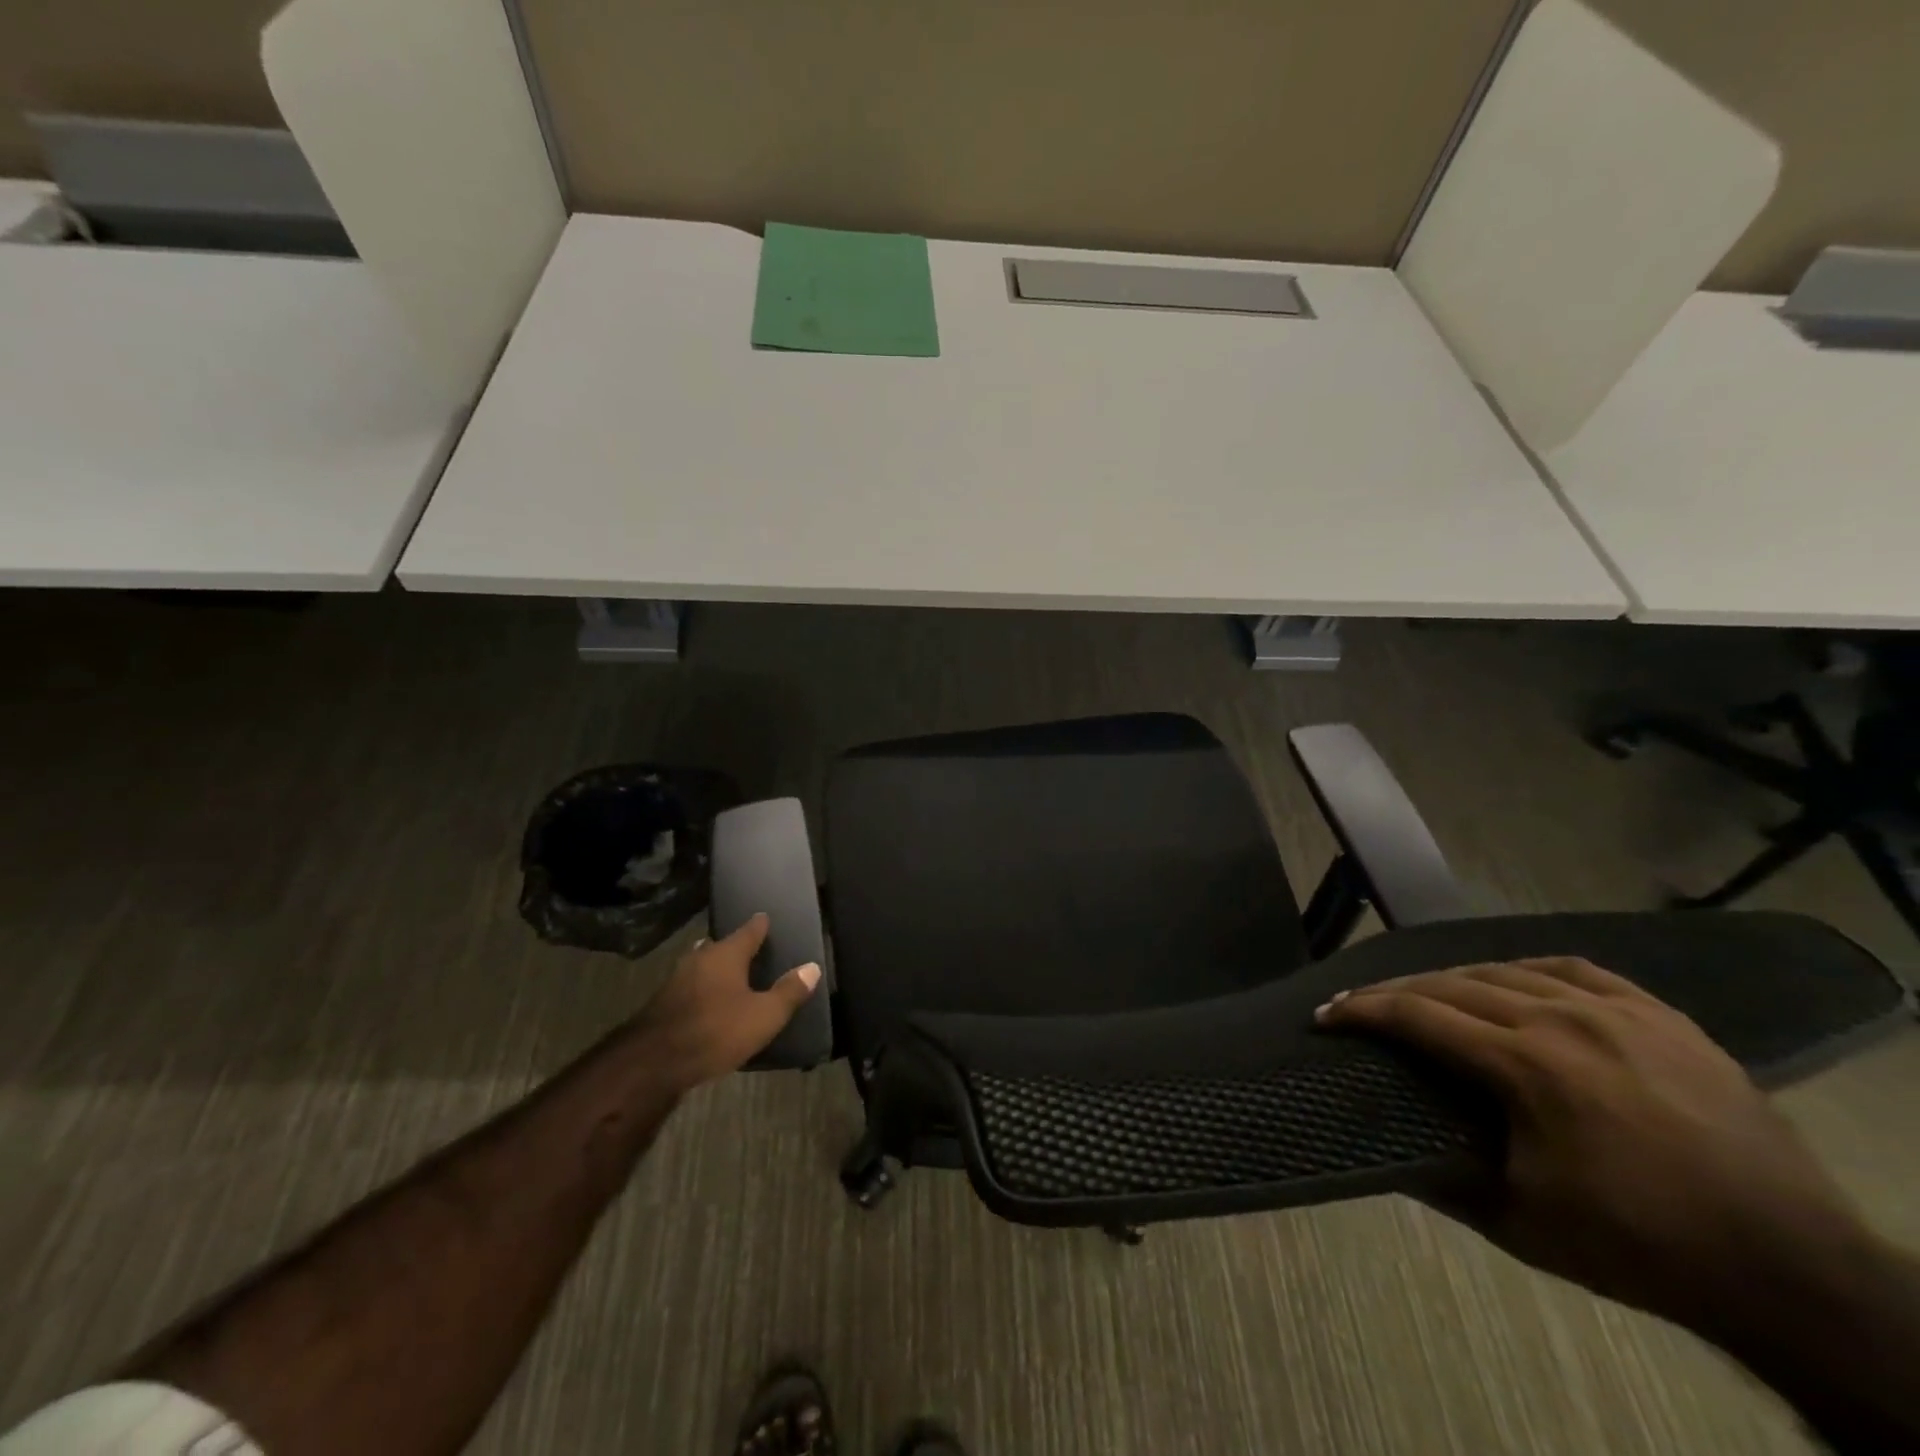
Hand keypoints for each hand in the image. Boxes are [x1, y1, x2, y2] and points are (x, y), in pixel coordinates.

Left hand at [634, 914, 820, 1091]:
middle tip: (750, 950)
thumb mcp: (764, 1015)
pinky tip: (708, 1003)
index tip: (766, 918)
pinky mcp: (663, 1004)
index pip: (748, 930)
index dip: (760, 925)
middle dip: (734, 947)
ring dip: (715, 969)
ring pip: (702, 965)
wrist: (653, 1063)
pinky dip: (703, 989)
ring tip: (731, 976)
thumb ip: (789, 991)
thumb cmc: (716, 1030)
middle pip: (720, 946)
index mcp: (726, 954)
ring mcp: (677, 980)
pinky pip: (690, 987)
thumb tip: (812, 967)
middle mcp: (700, 958)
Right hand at [1318, 957, 1867, 1326]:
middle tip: (1363, 1004)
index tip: (1328, 1014)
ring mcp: (1618, 1012)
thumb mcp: (1519, 1222)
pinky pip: (1576, 969)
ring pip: (1508, 971)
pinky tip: (1515, 981)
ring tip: (1430, 995)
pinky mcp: (1661, 1017)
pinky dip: (1527, 970)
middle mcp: (1563, 1020)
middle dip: (1396, 991)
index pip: (1419, 1016)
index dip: (1364, 1011)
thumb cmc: (1640, 1247)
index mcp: (1526, 1065)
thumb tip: (1379, 1144)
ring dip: (1455, 979)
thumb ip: (1441, 1175)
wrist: (1790, 1271)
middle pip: (1453, 984)